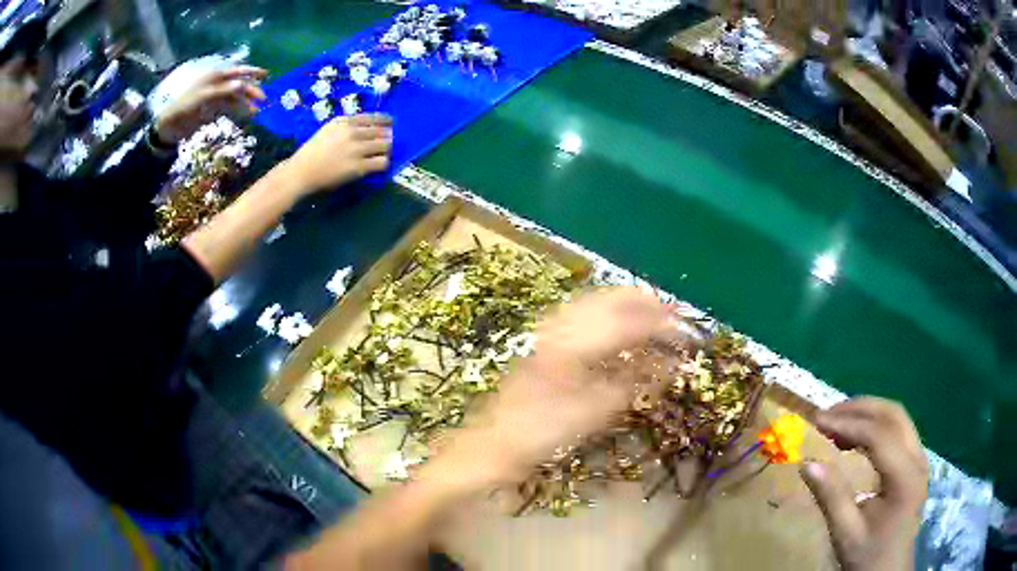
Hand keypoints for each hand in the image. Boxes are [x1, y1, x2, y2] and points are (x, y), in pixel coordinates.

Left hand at [154, 65, 266, 144]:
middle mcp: (217, 84)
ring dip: (246, 103)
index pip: (236, 71)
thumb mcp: (203, 97)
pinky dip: (239, 110)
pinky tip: (246, 115)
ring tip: (256, 111)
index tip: (266, 75)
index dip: (251, 72)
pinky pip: (230, 107)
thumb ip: (222, 90)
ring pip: (236, 97)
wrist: (170, 125)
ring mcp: (216, 97)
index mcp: (215, 76)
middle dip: (251, 90)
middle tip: (264, 99)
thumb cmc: (185, 107)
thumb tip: (241, 84)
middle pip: (238, 84)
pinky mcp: (213, 109)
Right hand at [279, 114, 392, 193]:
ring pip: (385, 145)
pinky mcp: (358, 167)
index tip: (392, 124)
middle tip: (391, 142)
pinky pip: (381, 162)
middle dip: (389, 136)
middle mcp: (352, 132)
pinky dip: (384, 163)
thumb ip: (345, 125)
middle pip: (382, 131)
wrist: (301, 172)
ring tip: (385, 154)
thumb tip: (367, 126)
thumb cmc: (312, 152)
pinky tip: (379, 165)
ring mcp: (356, 149)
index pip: (374, 117)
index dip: (386, 121)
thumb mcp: (328, 129)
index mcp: (344, 122)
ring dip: (388, 149)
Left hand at [432, 288, 676, 486]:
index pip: (627, 322)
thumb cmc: (540, 433)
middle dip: (644, 302)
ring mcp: (548, 333)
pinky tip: (614, 323)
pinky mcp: (543, 342)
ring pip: (593, 303)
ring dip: (625, 303)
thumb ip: (632, 385)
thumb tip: (669, 366)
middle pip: (609, 300)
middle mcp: (560, 328)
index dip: (660, 324)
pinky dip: (604, 313)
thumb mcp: (592, 414)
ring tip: (652, 309)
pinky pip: (579, 315)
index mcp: (574, 345)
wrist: (492, 443)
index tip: (686, 330)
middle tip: (673, 311)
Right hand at [801, 398, 927, 570]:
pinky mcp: (915, 461)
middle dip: (859, 408)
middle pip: (893, 415)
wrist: (889, 569)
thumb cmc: (868, 554)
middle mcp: (917, 458)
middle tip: (827, 414)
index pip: (879, 435)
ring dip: (868, 412)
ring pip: (897, 417)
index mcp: (904, 477)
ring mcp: (919, 457)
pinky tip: (857, 437)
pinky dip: (876, 424)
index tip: (817, 422)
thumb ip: (831, 497)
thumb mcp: (846, 534)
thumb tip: (807, 464)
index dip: (848, 423)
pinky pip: (898, 429)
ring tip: (838, 422)